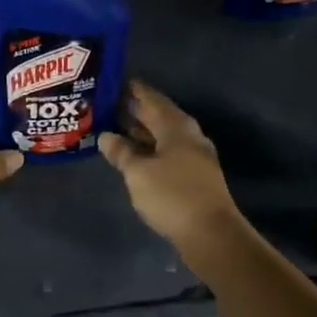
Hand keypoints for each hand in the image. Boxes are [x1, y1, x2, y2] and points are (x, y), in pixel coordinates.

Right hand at [98, 82, 242, 249]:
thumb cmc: (171, 195)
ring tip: (116, 128)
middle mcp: (188, 136)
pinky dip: (149, 149)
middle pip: (159, 116)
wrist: (211, 234)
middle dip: (135, 110)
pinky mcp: (194, 176)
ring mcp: (194, 157)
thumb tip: (106, 136)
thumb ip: (121, 152)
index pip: (152, 99)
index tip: (114, 82)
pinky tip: (134, 155)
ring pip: (163, 136)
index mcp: (176, 127)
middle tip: (109, 105)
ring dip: (141, 131)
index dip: (134, 91)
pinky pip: (167, 153)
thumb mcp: (138, 172)